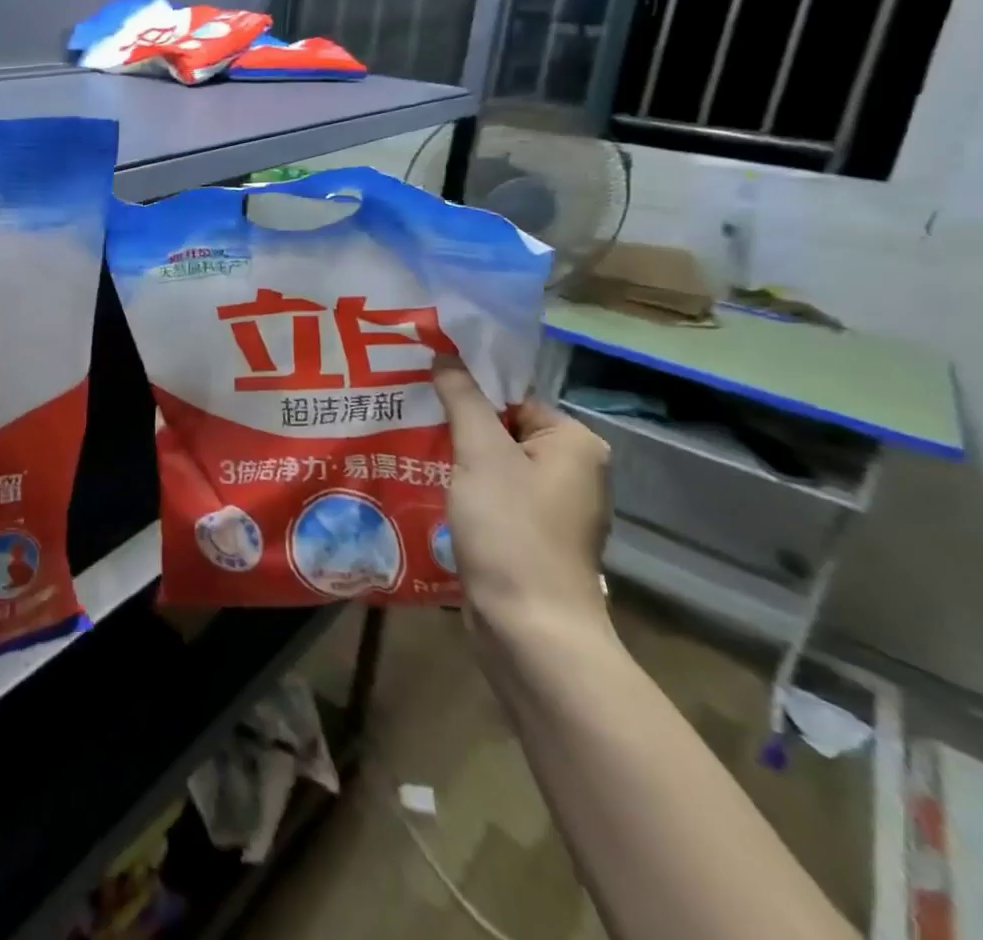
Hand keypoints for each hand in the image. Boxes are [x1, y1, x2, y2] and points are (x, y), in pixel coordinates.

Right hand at [433, 356, 610, 642]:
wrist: (529, 628)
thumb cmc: (511, 529)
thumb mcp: (480, 453)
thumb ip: (462, 399)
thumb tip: (445, 355)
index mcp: (574, 444)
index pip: (511, 399)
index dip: (465, 395)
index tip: (421, 395)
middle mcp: (573, 473)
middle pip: (501, 431)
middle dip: (456, 430)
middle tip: (408, 420)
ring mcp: (554, 511)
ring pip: (493, 467)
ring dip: (456, 463)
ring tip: (409, 451)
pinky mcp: (532, 540)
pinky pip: (493, 499)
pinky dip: (464, 493)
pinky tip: (428, 491)